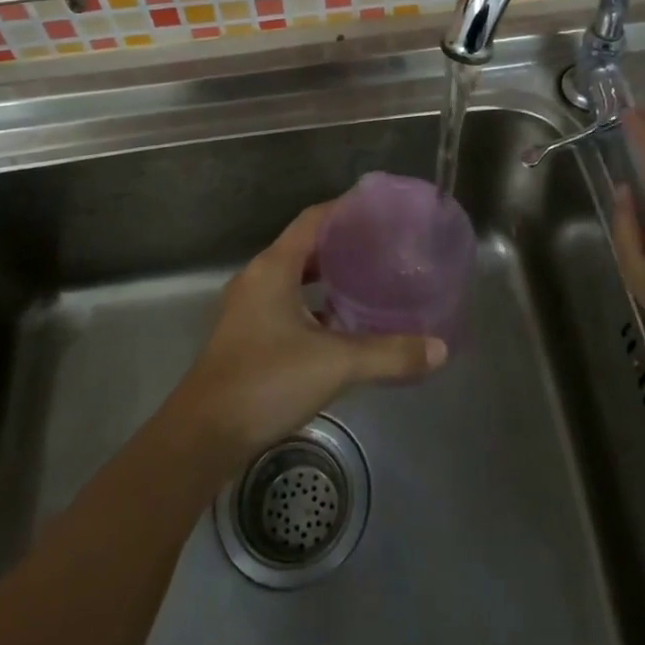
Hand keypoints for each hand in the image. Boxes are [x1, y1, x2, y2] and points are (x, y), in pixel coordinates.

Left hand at [172, 202, 448, 463]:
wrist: (204, 435)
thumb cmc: (266, 381)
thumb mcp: (335, 364)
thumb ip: (389, 354)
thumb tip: (440, 349)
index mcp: (274, 268)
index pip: (313, 220)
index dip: (345, 209)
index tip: (379, 209)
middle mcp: (259, 279)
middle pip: (305, 246)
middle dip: (343, 244)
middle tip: (384, 247)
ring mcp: (249, 308)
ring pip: (296, 278)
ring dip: (329, 277)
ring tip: (369, 281)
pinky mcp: (248, 336)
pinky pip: (288, 304)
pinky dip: (316, 306)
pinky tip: (342, 326)